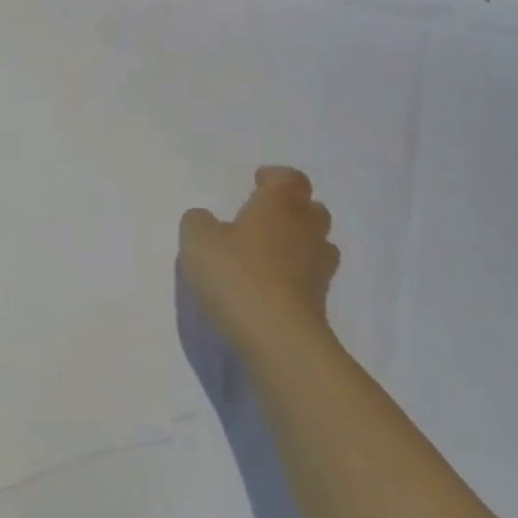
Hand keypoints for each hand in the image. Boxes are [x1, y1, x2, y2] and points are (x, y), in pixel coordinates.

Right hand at [179, 166, 340, 362]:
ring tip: (268, 252)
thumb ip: (198, 222)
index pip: (290, 178)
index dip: (275, 177)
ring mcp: (318, 268)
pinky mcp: (320, 302)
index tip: (257, 182)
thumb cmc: (237, 276)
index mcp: (279, 205)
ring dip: (298, 242)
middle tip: (263, 217)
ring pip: (317, 243)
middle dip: (291, 208)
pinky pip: (310, 277)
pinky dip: (295, 275)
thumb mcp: (198, 241)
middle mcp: (305, 230)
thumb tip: (205, 219)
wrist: (278, 339)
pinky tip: (270, 286)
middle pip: (312, 209)